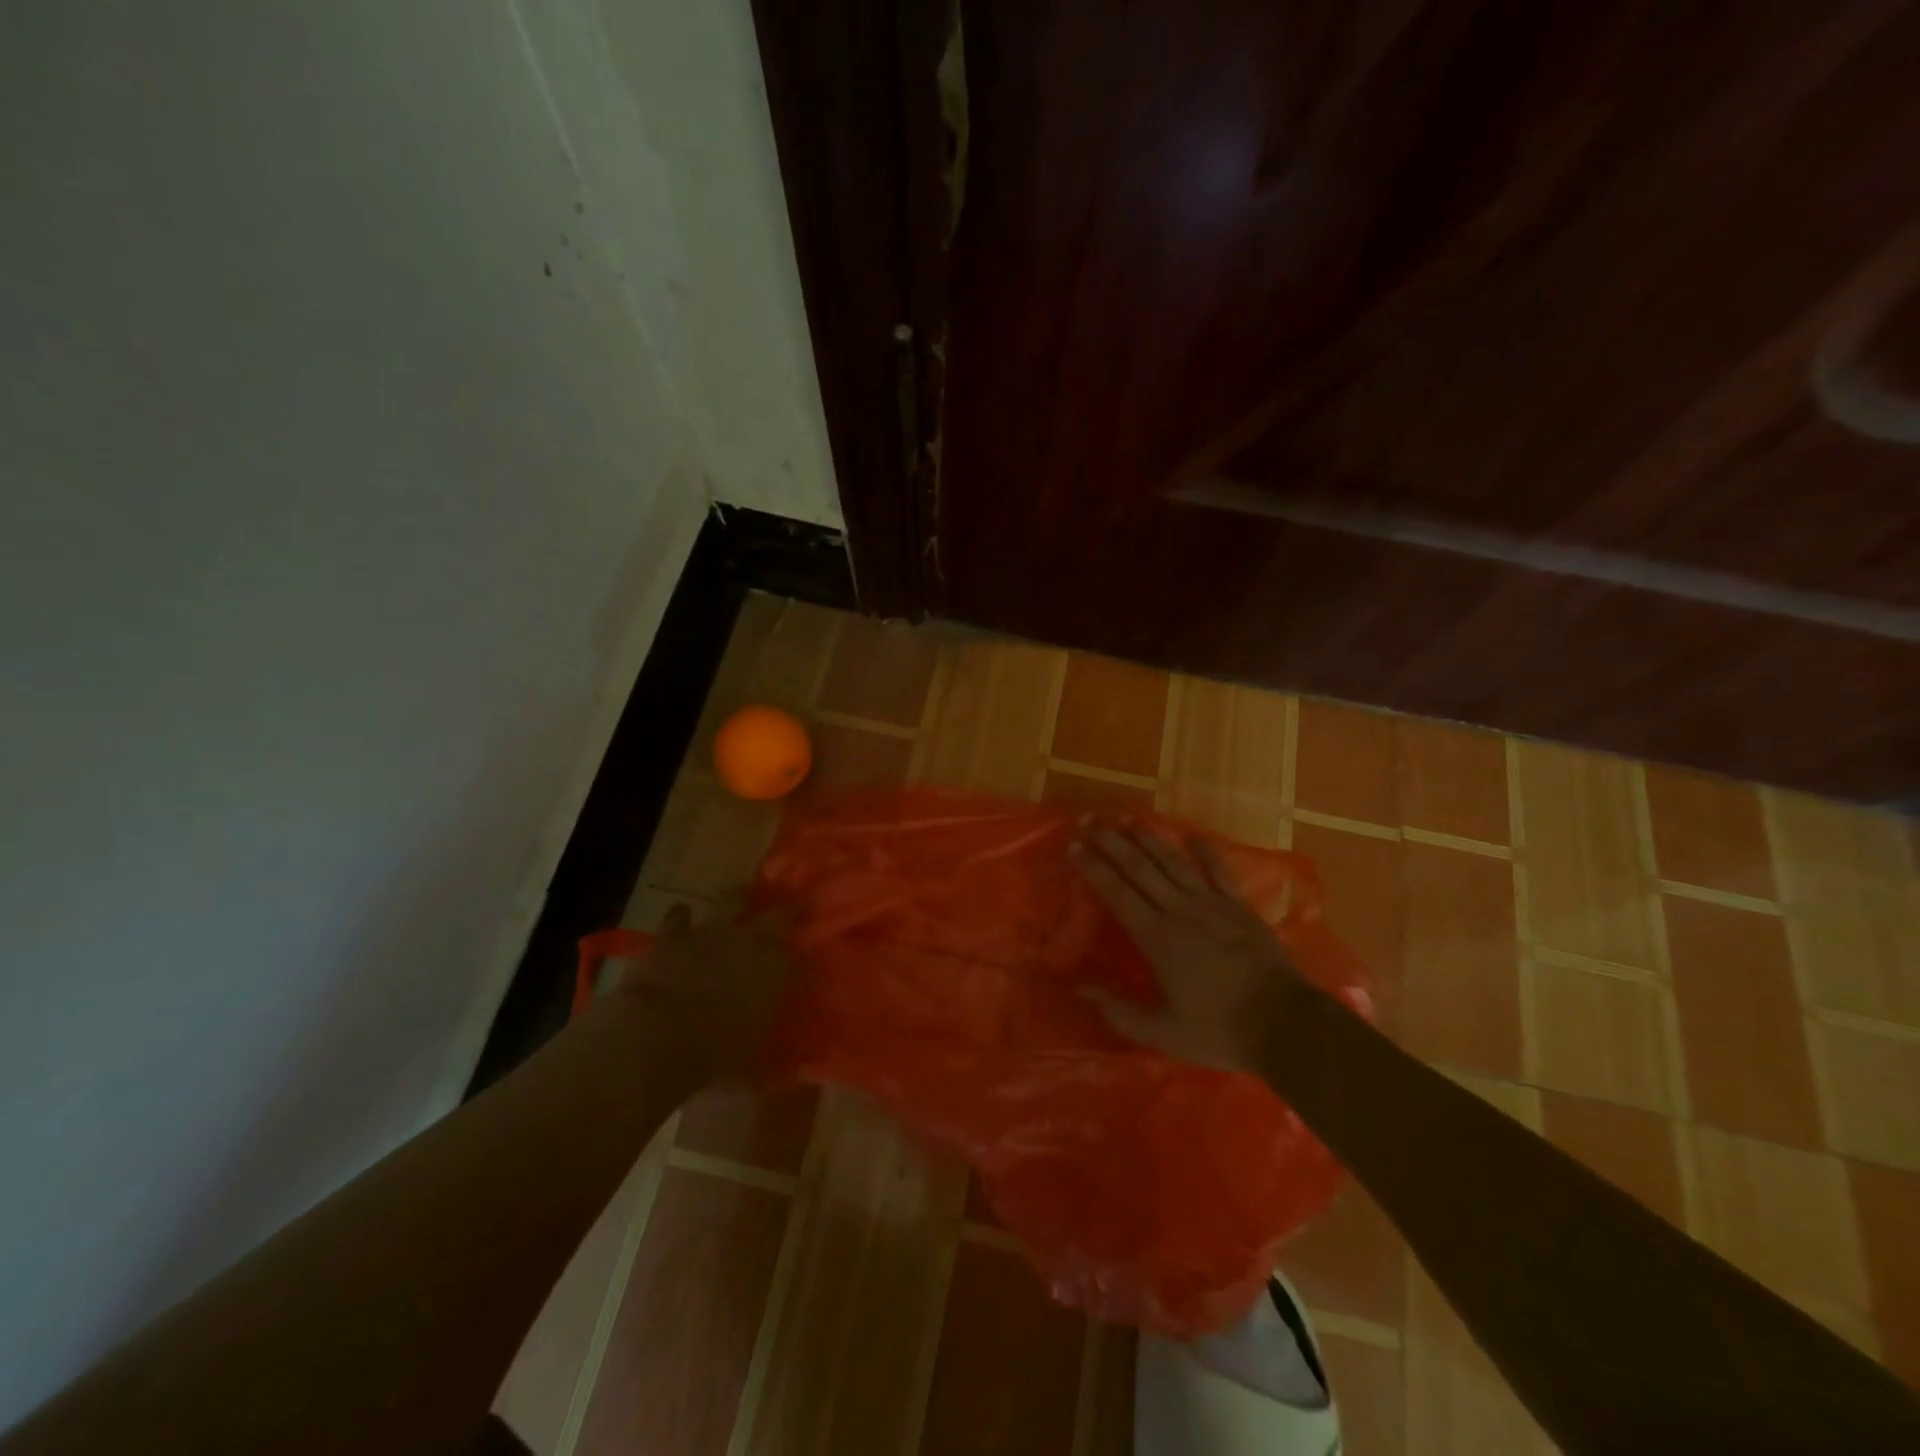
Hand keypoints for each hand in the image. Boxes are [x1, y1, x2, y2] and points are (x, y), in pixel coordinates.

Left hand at [610, 904, 792, 1082]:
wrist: (655, 1036)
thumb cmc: (714, 1055)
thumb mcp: (753, 1066)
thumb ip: (772, 1059)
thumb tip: (789, 1071)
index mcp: (778, 969)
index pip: (802, 951)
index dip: (806, 949)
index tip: (808, 951)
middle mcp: (752, 941)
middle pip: (780, 912)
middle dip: (787, 909)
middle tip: (791, 907)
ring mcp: (712, 931)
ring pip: (734, 899)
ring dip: (739, 899)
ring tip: (741, 898)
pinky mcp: (674, 934)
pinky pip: (680, 915)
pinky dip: (682, 917)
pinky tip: (683, 917)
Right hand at [1072, 820, 1313, 1075]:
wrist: (1286, 1024)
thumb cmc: (1220, 1030)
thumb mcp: (1163, 1031)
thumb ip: (1119, 1010)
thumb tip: (1079, 989)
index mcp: (1157, 938)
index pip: (1117, 893)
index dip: (1094, 868)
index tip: (1075, 846)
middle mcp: (1180, 910)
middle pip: (1140, 868)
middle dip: (1113, 842)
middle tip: (1091, 819)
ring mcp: (1213, 904)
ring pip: (1174, 862)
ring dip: (1149, 838)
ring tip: (1128, 818)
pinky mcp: (1239, 907)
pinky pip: (1219, 870)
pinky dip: (1205, 850)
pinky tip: (1192, 834)